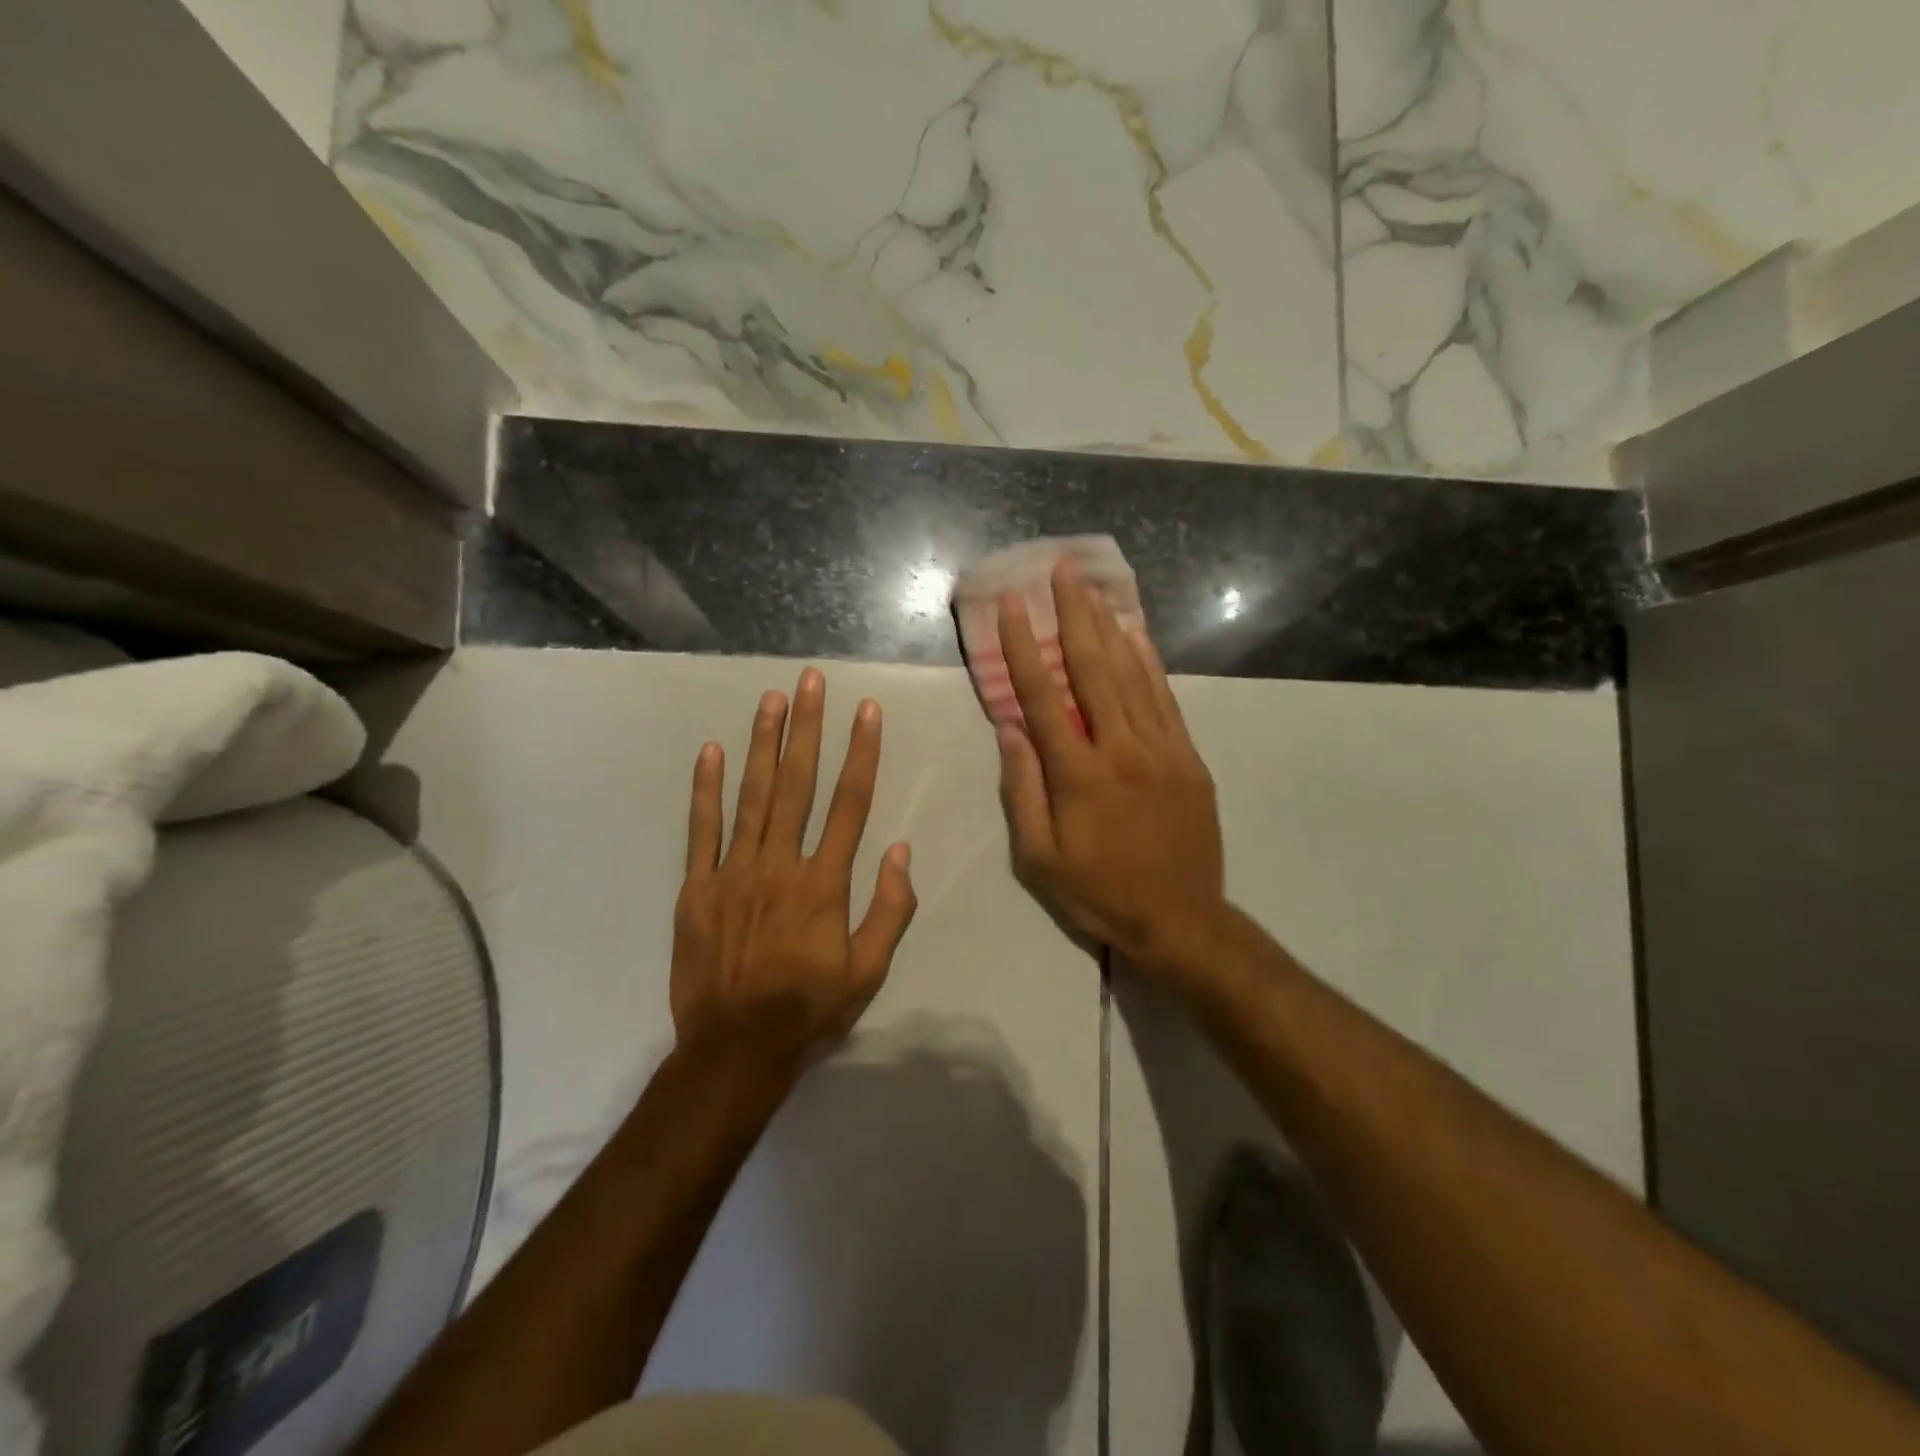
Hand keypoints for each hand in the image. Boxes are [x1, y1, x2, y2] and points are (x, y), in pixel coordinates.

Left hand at [672, 667, 916, 1071]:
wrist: (734, 1050)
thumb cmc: (809, 1010)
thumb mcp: (868, 972)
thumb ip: (890, 910)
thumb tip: (899, 850)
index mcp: (824, 883)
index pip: (849, 803)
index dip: (860, 753)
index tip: (866, 712)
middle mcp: (780, 864)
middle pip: (797, 784)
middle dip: (807, 728)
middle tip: (810, 680)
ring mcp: (733, 872)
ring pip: (750, 795)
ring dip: (762, 743)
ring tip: (771, 699)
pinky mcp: (697, 887)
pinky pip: (701, 829)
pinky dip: (705, 789)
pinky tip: (711, 751)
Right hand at [996, 559, 1228, 984]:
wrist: (1182, 921)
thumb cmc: (1099, 893)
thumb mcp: (1039, 860)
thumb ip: (1023, 791)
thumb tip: (1010, 728)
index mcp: (1079, 776)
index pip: (1044, 697)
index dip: (1024, 647)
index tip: (1013, 605)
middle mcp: (1121, 750)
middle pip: (1093, 669)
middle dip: (1074, 614)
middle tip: (1062, 569)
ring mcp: (1162, 749)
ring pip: (1131, 674)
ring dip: (1109, 626)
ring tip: (1093, 586)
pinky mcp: (1188, 757)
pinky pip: (1165, 698)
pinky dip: (1148, 661)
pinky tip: (1135, 633)